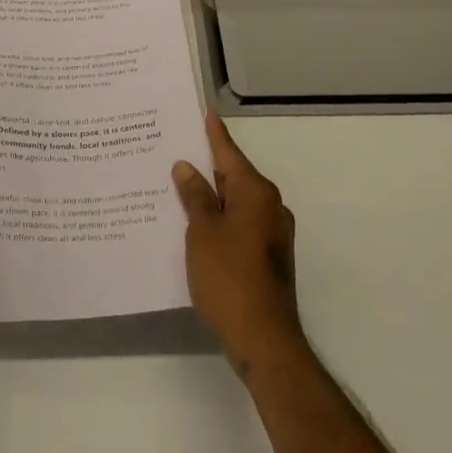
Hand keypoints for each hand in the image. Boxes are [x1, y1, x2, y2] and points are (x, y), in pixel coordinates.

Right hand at [173, 111, 302, 376]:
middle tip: (178, 150)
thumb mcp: (202, 232)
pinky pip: (241, 223)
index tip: (206, 113)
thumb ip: (195, 196)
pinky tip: (197, 223)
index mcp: (256, 192)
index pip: (229, 154)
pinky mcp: (269, 256)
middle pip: (234, 176)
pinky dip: (221, 218)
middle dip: (208, 166)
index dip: (214, 134)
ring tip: (181, 185)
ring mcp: (273, 233)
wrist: (264, 339)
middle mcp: (270, 206)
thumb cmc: (229, 277)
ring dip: (213, 195)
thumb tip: (186, 167)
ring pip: (237, 201)